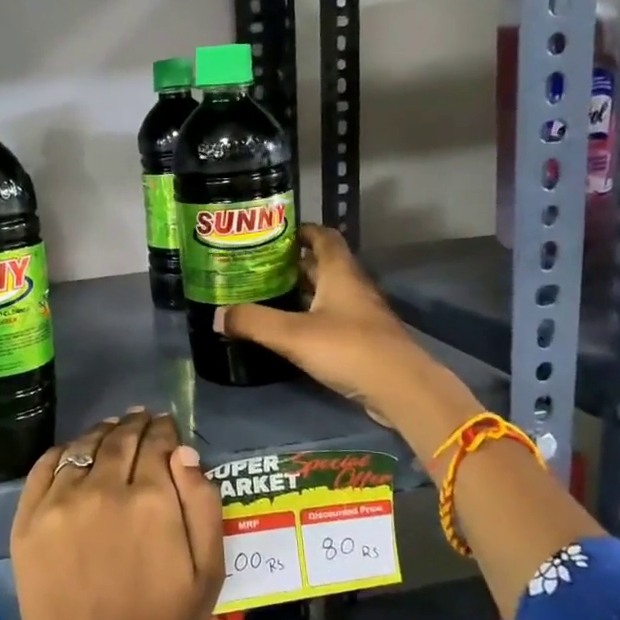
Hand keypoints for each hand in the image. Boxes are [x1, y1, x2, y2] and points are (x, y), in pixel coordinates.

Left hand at [10, 411, 224, 619]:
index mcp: (151, 501)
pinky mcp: (28, 517)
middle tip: (142, 418)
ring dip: (102, 432)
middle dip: (136, 424)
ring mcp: (60, 501)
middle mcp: (104, 488)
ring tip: (112, 427)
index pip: (158, 445)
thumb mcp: (206, 574)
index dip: (165, 431)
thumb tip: (184, 453)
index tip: (167, 426)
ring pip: (84, 446)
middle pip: (121, 439)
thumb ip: (203, 506)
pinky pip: (45, 465)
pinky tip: (74, 451)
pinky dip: (63, 450)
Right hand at [215, 224, 449, 430]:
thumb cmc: (348, 349)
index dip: (300, 231)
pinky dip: (309, 317)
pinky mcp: (362, 339)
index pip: (323, 236)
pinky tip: (289, 330)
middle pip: (321, 264)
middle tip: (256, 267)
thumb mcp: (293, 334)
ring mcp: (360, 314)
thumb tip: (218, 316)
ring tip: (264, 296)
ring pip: (326, 293)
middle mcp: (352, 286)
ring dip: (299, 292)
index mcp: (340, 272)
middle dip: (291, 263)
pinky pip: (331, 317)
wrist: (401, 388)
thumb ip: (254, 322)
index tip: (271, 234)